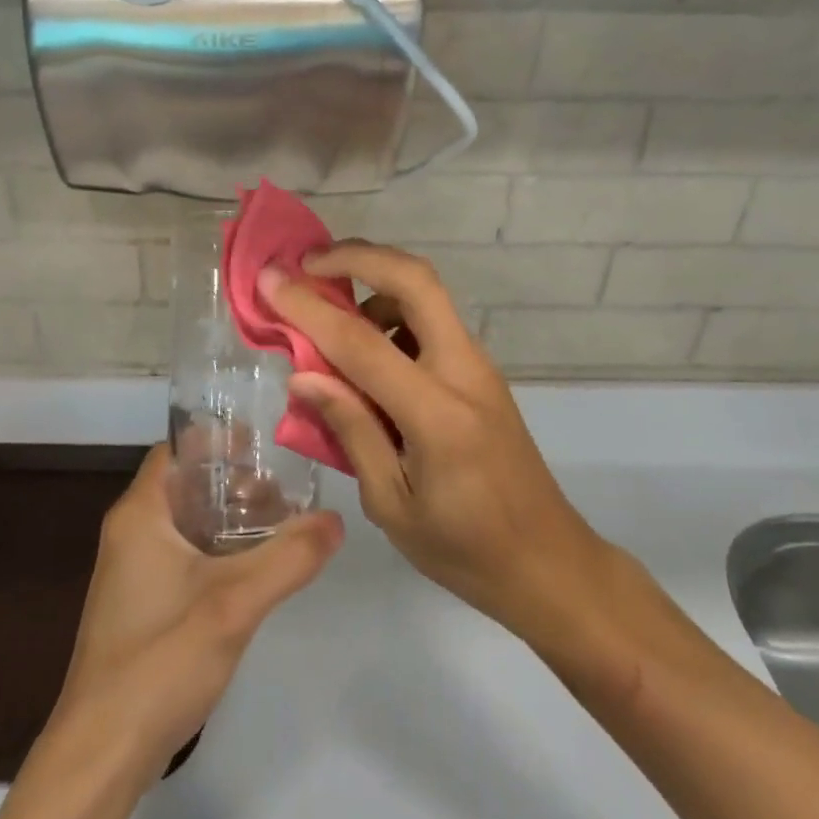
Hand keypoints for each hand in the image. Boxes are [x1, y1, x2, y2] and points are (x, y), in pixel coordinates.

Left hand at [53, 442, 343, 779]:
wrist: (102, 753)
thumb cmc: (160, 659)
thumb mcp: (235, 602)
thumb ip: (290, 557)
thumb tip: (336, 519)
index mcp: (140, 515)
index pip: (176, 450)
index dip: (218, 440)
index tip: (265, 444)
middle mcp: (131, 534)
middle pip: (186, 485)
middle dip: (234, 482)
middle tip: (286, 490)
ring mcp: (134, 573)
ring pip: (188, 524)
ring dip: (230, 519)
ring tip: (282, 525)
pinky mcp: (143, 606)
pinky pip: (185, 557)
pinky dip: (219, 551)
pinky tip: (256, 570)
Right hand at [259, 242, 603, 632]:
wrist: (548, 562)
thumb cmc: (464, 549)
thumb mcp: (392, 505)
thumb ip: (350, 431)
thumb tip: (303, 375)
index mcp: (438, 416)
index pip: (362, 343)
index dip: (309, 308)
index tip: (269, 279)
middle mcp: (465, 372)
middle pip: (416, 280)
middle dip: (358, 256)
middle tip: (308, 263)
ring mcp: (479, 366)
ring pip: (427, 293)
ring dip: (375, 283)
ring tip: (329, 314)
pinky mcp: (481, 371)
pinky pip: (433, 320)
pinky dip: (393, 311)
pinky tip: (367, 350)